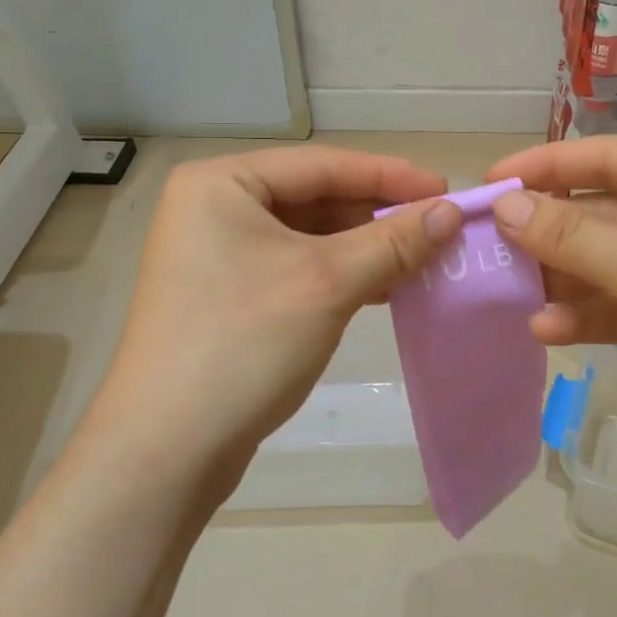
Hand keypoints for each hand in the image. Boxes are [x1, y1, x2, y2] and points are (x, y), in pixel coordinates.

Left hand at [84, 146, 463, 495]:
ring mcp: (216, 254)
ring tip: (421, 259)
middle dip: (377, 215)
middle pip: (314, 198)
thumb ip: (392, 241)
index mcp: (221, 182)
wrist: (165, 451)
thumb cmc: (243, 343)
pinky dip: (339, 275)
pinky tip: (382, 288)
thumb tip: (451, 213)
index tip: (447, 190)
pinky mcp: (226, 295)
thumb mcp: (327, 283)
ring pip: (307, 236)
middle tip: (439, 228)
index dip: (390, 176)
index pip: (322, 165)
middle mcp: (212, 207)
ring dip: (364, 248)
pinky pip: (294, 268)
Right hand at [486, 136, 616, 500]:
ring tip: (508, 292)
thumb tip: (503, 204)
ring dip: (560, 278)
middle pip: (602, 211)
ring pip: (604, 261)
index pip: (607, 156)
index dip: (544, 167)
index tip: (487, 181)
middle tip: (486, 246)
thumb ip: (570, 233)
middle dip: (547, 232)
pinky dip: (584, 315)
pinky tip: (547, 331)